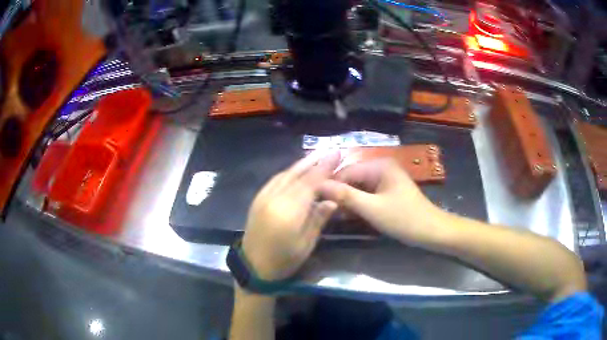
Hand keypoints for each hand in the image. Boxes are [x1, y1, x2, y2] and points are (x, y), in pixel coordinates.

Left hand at [241, 151, 340, 281]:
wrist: (253, 266)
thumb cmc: (284, 260)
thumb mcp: (306, 244)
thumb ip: (318, 219)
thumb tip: (332, 200)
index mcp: (289, 212)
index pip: (310, 183)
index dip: (324, 168)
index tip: (337, 155)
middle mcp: (275, 199)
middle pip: (297, 175)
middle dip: (315, 161)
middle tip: (330, 151)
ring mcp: (263, 197)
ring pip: (285, 175)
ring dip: (301, 164)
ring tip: (316, 157)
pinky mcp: (258, 199)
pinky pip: (275, 180)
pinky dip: (288, 172)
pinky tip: (296, 171)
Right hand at [319, 159, 442, 244]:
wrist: (431, 231)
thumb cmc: (404, 219)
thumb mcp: (372, 209)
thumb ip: (345, 196)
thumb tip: (319, 185)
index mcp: (379, 165)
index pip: (345, 171)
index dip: (330, 186)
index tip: (317, 203)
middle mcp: (381, 167)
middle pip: (351, 178)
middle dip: (340, 194)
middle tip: (328, 213)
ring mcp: (385, 178)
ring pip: (358, 187)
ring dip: (349, 200)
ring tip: (338, 216)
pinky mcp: (387, 190)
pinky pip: (367, 193)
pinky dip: (359, 203)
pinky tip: (353, 215)